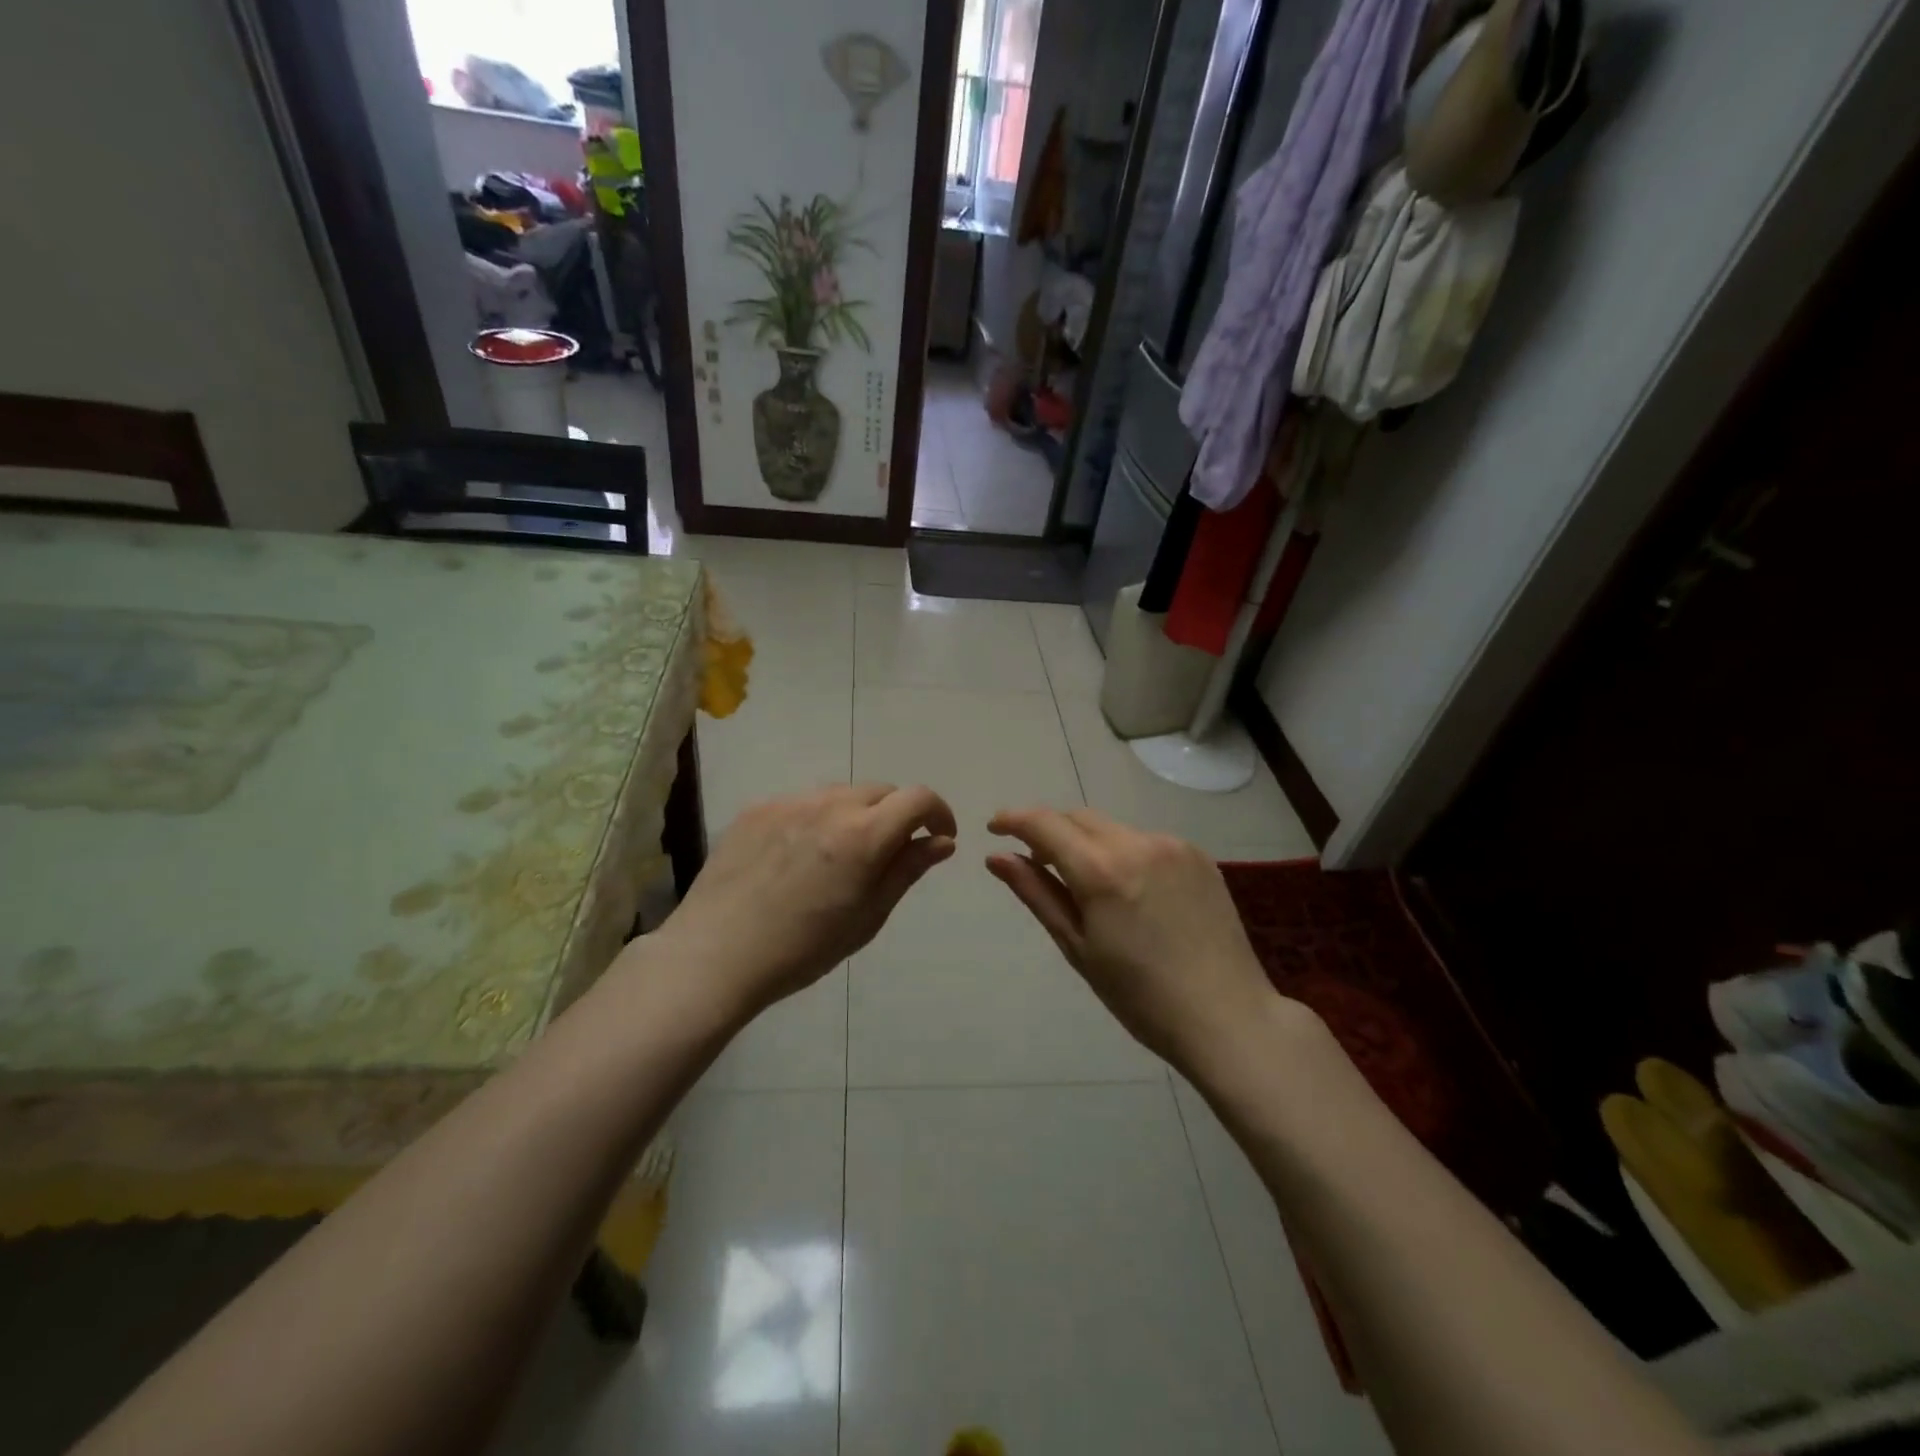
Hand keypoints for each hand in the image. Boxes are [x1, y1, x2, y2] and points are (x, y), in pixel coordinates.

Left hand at [649, 783, 956, 1020]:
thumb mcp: (867, 917)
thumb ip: (906, 870)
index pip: (918, 798)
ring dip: (856, 814)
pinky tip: (799, 857)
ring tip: (840, 856)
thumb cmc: (803, 949)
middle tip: (888, 853)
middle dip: (897, 815)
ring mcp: (789, 802)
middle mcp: (830, 804)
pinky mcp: (758, 808)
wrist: (716, 955)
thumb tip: (942, 841)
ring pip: (841, 794)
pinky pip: (803, 802)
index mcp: (864, 834)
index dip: (939, 812)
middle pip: (881, 791)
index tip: (939, 836)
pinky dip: (817, 819)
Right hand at [986, 807, 1310, 1076]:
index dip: (1013, 820)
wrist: (1227, 1017)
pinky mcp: (1198, 855)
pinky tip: (1131, 893)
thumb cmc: (1140, 996)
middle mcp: (1137, 842)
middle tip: (1035, 862)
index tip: (994, 829)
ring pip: (1112, 828)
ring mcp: (1173, 845)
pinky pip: (1145, 841)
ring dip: (1088, 843)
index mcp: (1102, 869)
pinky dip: (1123, 853)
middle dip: (1050, 830)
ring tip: (1087, 886)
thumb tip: (997, 857)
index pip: (1044, 823)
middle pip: (1078, 818)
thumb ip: (1036, 893)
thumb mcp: (1077, 947)